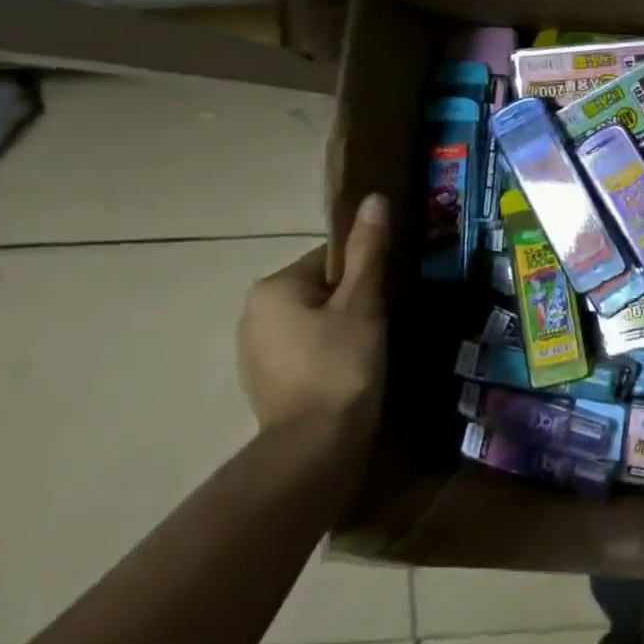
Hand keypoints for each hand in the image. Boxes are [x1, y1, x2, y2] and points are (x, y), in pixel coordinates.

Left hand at [238, 194, 389, 439]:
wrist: (315, 444)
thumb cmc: (342, 364)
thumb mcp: (362, 304)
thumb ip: (368, 251)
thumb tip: (374, 198)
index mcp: (273, 287)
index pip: (331, 258)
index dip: (366, 273)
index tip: (389, 294)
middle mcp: (253, 312)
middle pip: (321, 289)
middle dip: (353, 301)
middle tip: (385, 322)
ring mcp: (254, 350)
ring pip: (313, 321)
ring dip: (341, 327)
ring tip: (372, 349)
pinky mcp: (265, 380)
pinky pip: (304, 349)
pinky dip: (327, 353)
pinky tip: (350, 371)